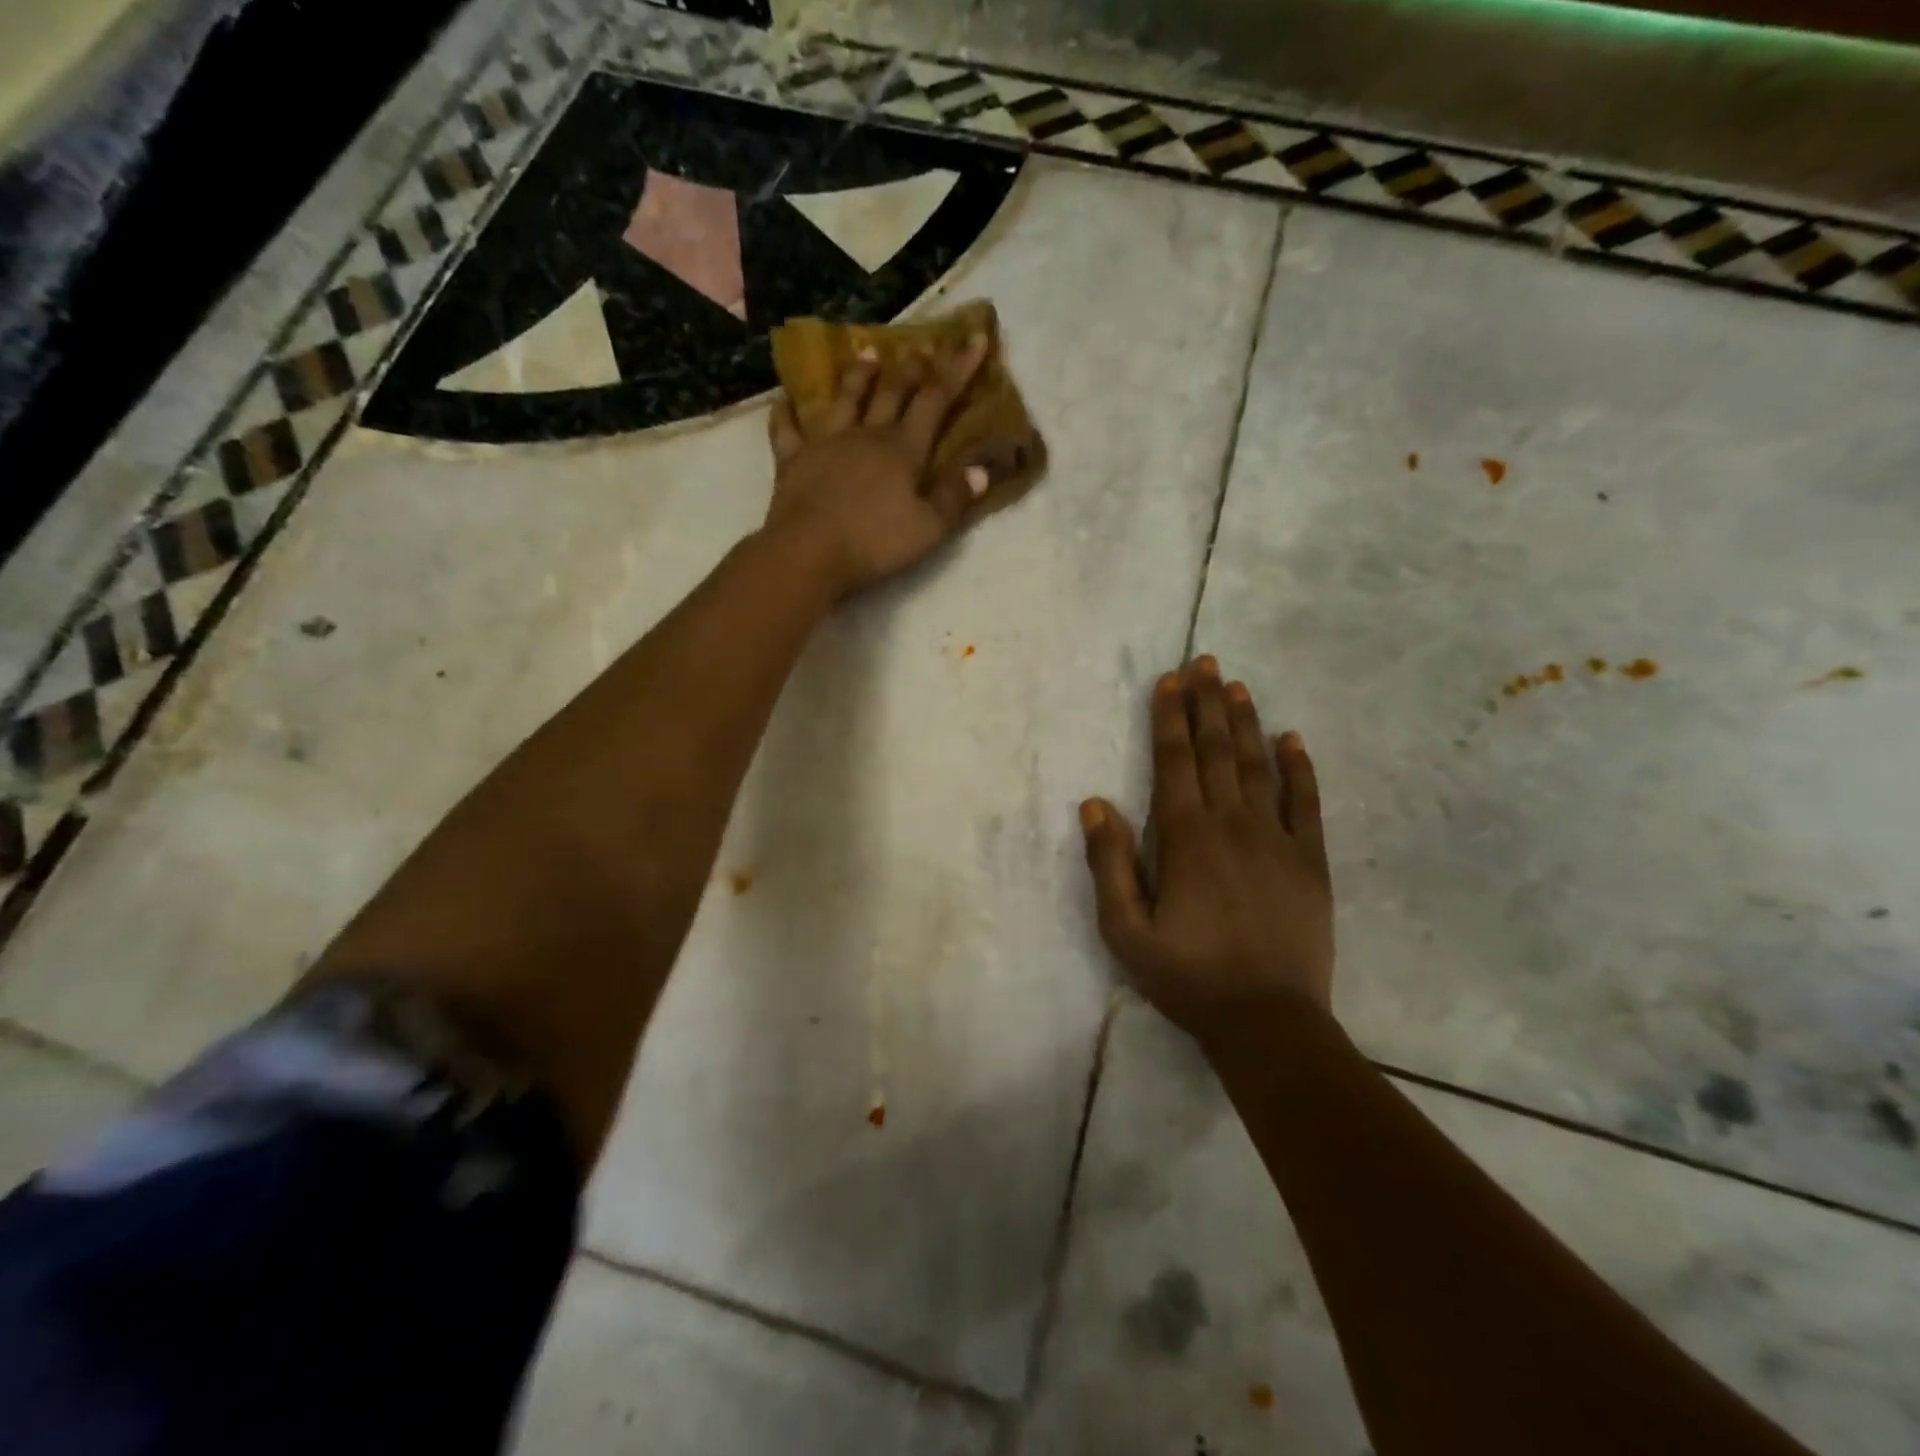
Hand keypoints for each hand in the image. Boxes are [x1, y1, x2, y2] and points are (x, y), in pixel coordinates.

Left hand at [763, 335, 1005, 599]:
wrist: (809, 553)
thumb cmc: (874, 543)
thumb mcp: (929, 528)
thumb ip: (955, 496)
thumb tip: (981, 467)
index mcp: (903, 450)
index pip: (936, 401)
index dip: (957, 369)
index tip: (973, 338)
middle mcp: (866, 436)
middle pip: (891, 393)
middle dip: (910, 369)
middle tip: (920, 348)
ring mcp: (826, 443)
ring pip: (845, 399)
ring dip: (858, 375)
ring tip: (867, 352)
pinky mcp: (793, 460)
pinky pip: (787, 429)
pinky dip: (786, 412)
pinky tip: (784, 399)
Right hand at [1080, 657, 1334, 1043]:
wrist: (1268, 1022)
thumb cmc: (1187, 977)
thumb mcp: (1126, 931)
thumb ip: (1108, 864)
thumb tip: (1095, 804)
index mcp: (1185, 838)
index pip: (1174, 763)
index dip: (1170, 718)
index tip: (1169, 681)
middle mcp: (1232, 824)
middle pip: (1216, 752)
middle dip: (1206, 704)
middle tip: (1204, 661)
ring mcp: (1277, 840)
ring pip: (1258, 766)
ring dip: (1245, 722)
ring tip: (1236, 685)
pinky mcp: (1310, 861)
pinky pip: (1307, 802)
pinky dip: (1299, 767)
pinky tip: (1292, 738)